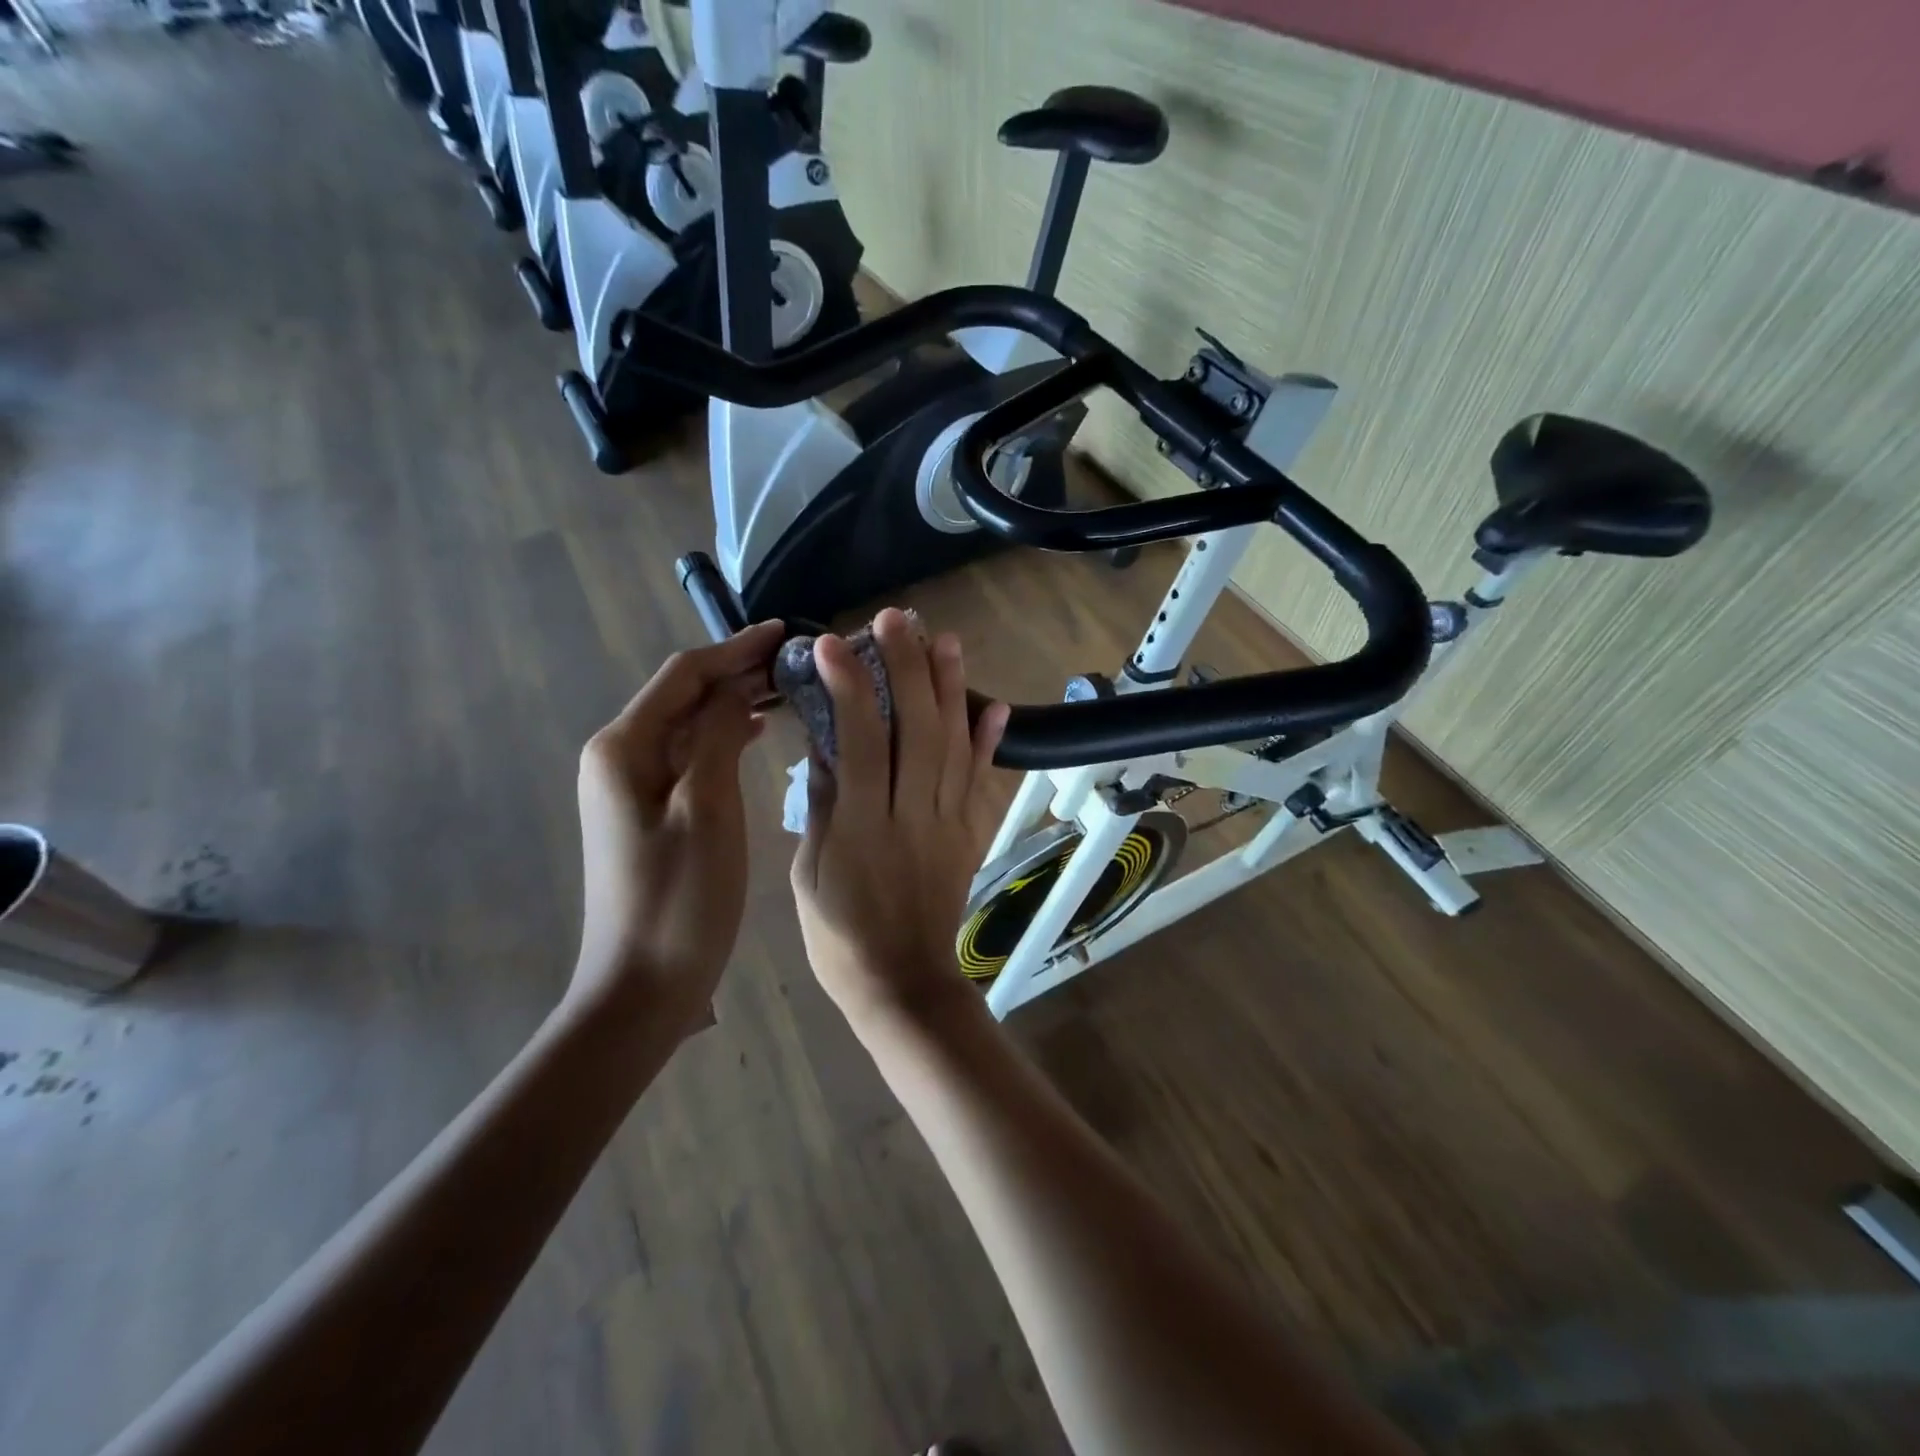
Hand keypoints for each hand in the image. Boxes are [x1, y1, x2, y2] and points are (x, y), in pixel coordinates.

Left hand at [573, 621, 783, 1028]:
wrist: (640, 988)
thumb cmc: (679, 899)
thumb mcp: (707, 809)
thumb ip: (720, 736)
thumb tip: (736, 685)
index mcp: (624, 748)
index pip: (684, 675)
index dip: (735, 649)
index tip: (786, 632)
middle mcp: (619, 757)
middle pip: (683, 695)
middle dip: (736, 671)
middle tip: (796, 660)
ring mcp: (631, 787)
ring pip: (689, 725)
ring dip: (733, 702)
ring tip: (786, 688)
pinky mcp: (649, 812)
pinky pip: (690, 756)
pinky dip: (724, 736)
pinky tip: (755, 732)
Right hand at [790, 608, 1009, 1029]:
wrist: (904, 985)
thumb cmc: (840, 937)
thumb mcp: (809, 875)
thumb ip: (822, 807)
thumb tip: (826, 747)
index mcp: (862, 826)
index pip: (859, 742)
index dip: (849, 687)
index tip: (833, 643)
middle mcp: (912, 815)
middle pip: (917, 730)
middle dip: (908, 668)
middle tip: (898, 618)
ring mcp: (948, 823)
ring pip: (955, 746)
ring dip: (952, 689)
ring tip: (946, 640)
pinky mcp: (969, 835)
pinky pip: (982, 782)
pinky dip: (989, 742)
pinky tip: (995, 705)